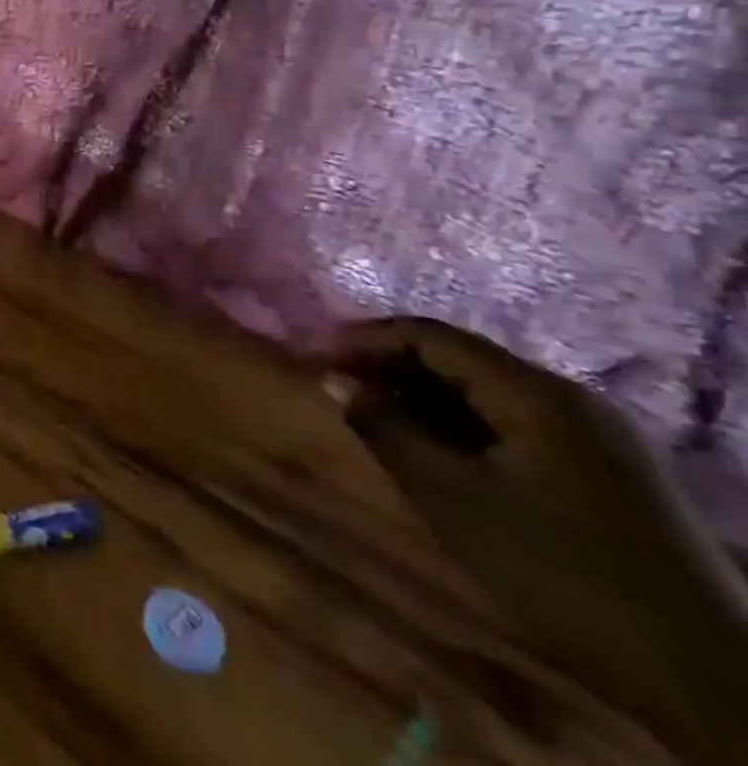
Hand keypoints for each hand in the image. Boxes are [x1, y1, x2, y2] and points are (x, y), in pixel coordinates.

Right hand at [324, 318, 747, 763]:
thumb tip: (333, 381)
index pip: (428, 334)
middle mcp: (569, 398)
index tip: (310, 354)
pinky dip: (459, 424)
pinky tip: (431, 449)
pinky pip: (512, 422)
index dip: (361, 338)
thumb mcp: (453, 500)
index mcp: (537, 393)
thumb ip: (386, 430)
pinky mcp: (605, 469)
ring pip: (483, 391)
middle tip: (333, 385)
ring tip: (371, 417)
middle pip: (457, 357)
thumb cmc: (562, 575)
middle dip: (387, 366)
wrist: (713, 683)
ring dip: (420, 396)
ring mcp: (595, 434)